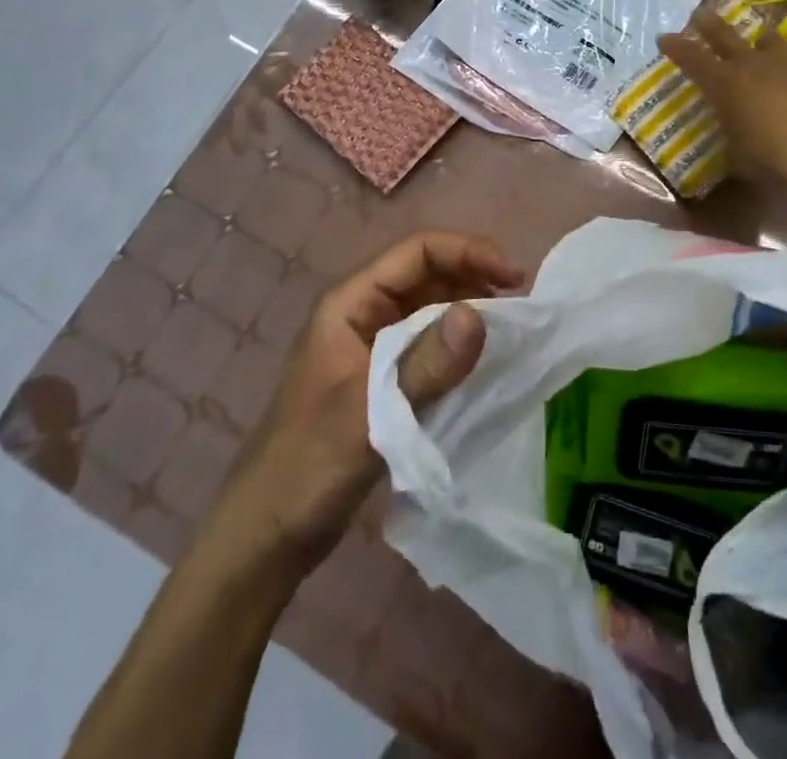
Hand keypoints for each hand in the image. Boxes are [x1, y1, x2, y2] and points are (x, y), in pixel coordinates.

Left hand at [205, 232, 523, 571]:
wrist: (266, 536)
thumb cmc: (309, 464)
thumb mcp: (370, 412)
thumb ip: (425, 364)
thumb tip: (479, 314)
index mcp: (351, 302)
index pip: (418, 252)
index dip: (468, 252)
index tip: (513, 278)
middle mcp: (363, 313)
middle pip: (427, 274)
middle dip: (474, 278)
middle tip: (521, 305)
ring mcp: (372, 346)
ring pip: (431, 308)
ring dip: (470, 310)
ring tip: (511, 329)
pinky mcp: (382, 378)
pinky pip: (428, 344)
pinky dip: (458, 344)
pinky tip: (484, 362)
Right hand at [658, 5, 786, 194]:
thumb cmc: (772, 157)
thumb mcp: (740, 158)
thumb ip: (734, 141)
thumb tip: (734, 144)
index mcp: (724, 84)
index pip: (691, 58)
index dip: (676, 47)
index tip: (664, 37)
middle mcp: (752, 63)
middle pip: (725, 34)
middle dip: (709, 24)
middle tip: (700, 14)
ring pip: (769, 39)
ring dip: (762, 42)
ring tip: (762, 45)